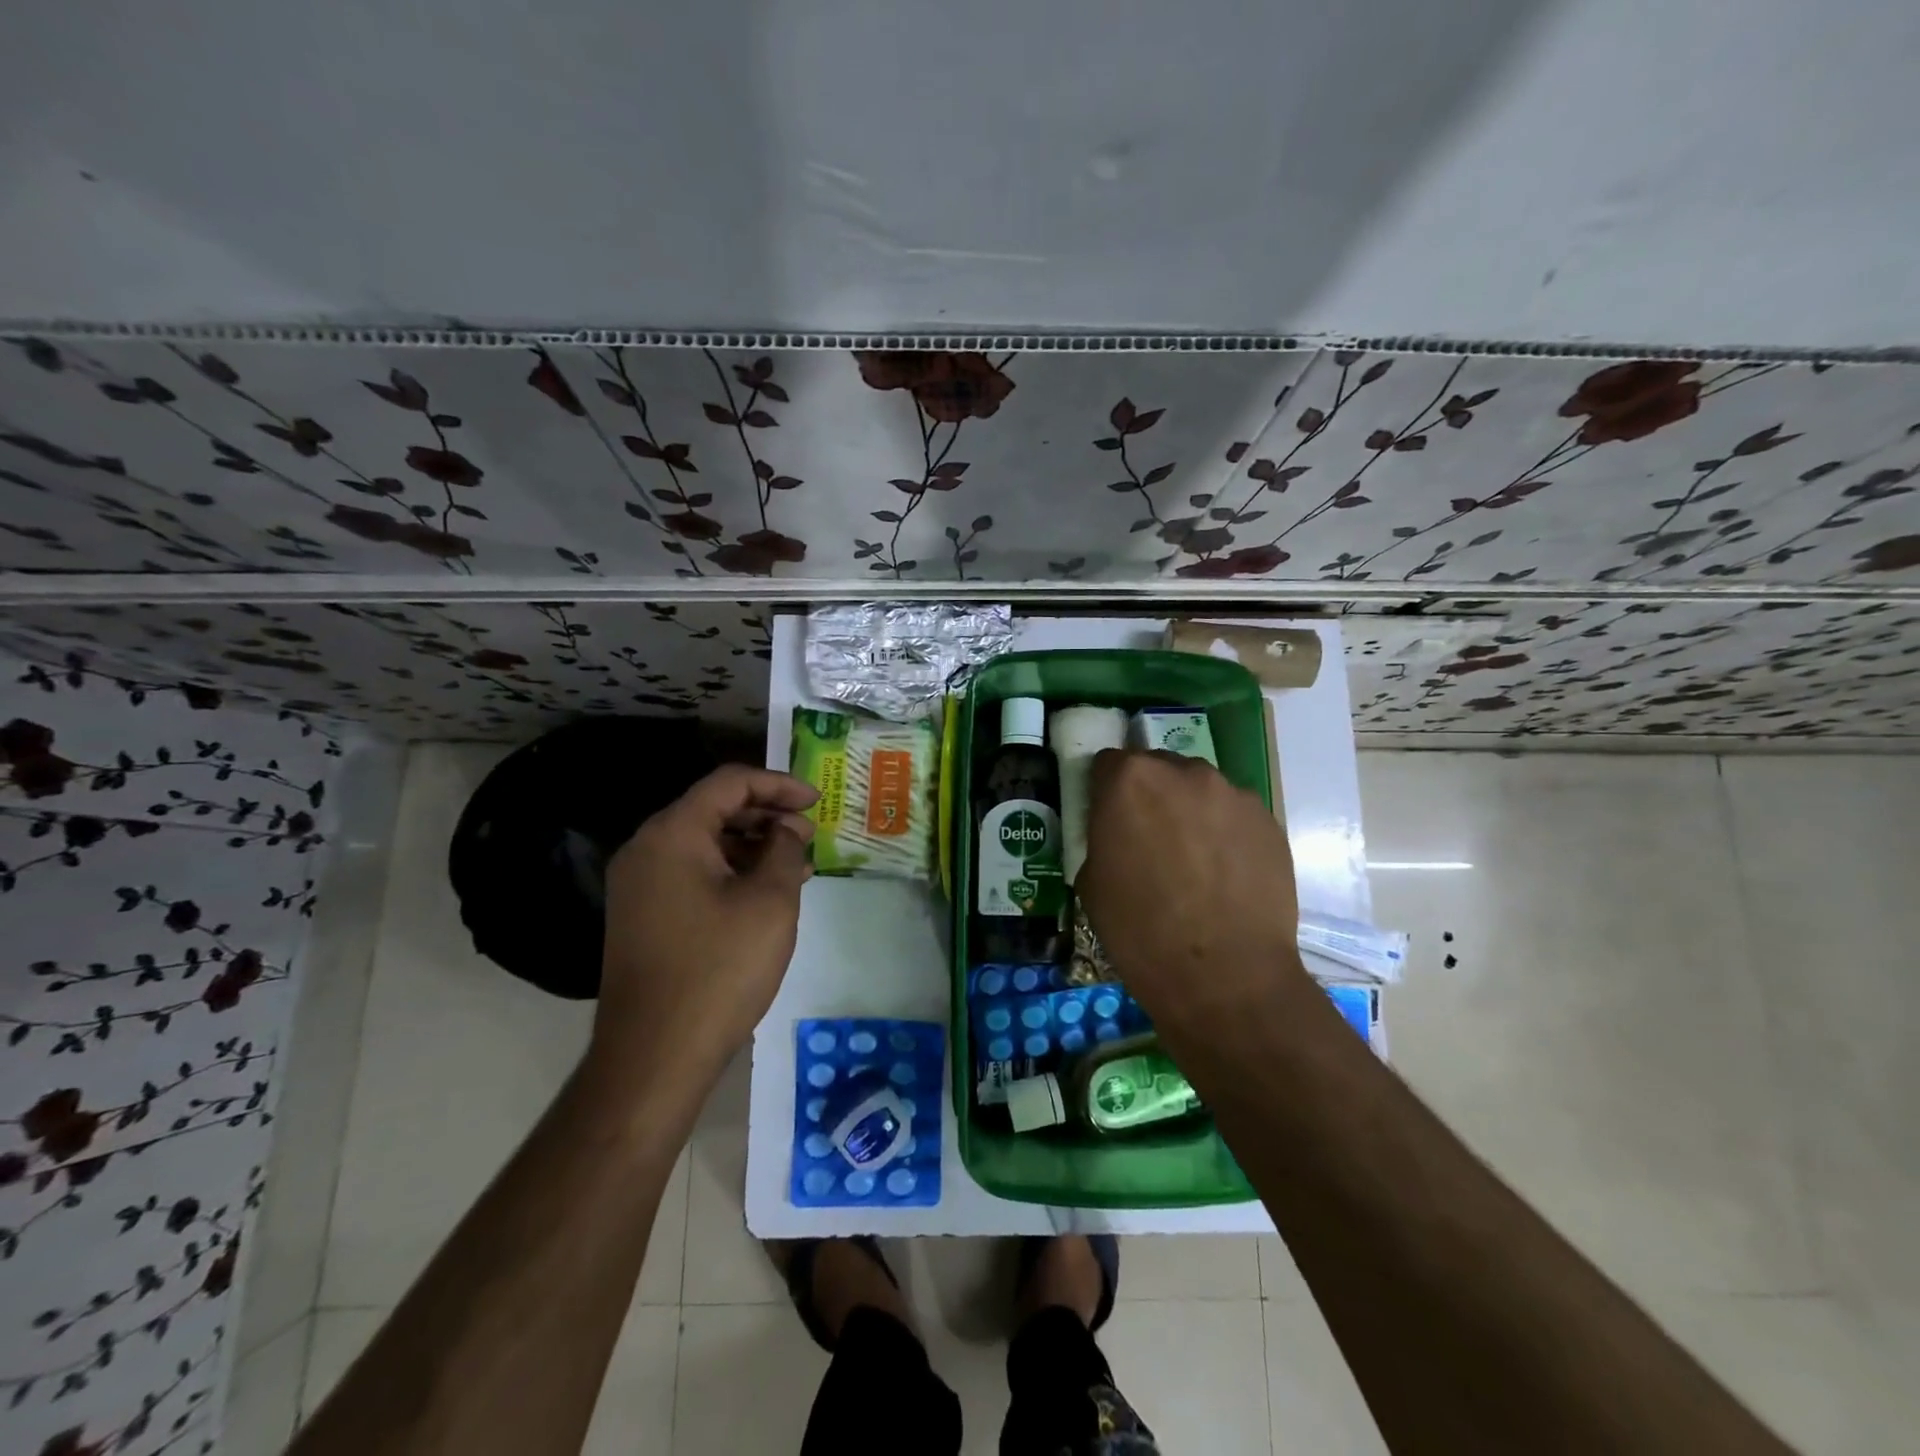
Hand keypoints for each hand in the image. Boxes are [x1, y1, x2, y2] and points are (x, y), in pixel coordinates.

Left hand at [592, 765, 817, 1084]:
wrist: (654, 1055)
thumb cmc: (719, 969)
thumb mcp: (769, 902)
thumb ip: (783, 850)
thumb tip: (785, 830)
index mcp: (672, 834)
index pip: (729, 783)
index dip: (779, 784)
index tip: (817, 800)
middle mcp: (647, 849)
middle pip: (713, 809)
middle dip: (767, 815)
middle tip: (810, 834)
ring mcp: (639, 884)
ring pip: (704, 843)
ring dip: (752, 845)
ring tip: (797, 863)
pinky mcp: (643, 915)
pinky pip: (692, 873)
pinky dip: (731, 872)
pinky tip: (765, 892)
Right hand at [1077, 749, 1304, 1032]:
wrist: (1226, 978)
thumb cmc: (1141, 932)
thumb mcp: (1092, 882)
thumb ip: (1103, 838)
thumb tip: (1119, 834)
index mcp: (1130, 780)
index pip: (1109, 764)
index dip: (1105, 791)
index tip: (1108, 820)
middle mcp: (1183, 772)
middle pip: (1158, 769)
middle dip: (1150, 796)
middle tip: (1150, 840)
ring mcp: (1232, 793)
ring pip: (1200, 790)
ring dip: (1190, 812)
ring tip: (1194, 861)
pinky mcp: (1268, 820)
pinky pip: (1234, 815)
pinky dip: (1224, 833)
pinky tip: (1224, 875)